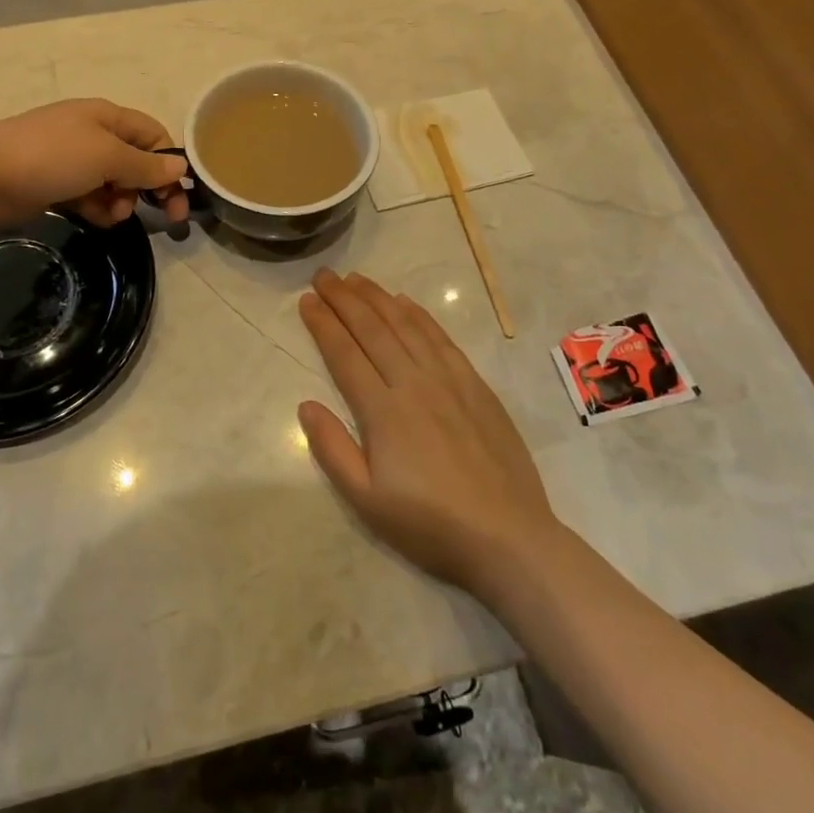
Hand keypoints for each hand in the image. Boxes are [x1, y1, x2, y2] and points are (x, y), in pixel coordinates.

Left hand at [0, 99, 189, 229]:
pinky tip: (97, 219)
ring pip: (113, 181)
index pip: (153, 135)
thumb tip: (180, 167)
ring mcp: (71, 158)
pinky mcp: (55, 183)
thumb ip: (146, 165)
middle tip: (163, 217)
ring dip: (122, 200)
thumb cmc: (51, 157)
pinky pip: (90, 195)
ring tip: (114, 215)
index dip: (169, 163)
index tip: (179, 197)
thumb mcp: (107, 157)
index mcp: (107, 116)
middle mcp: (92, 133)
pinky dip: (98, 207)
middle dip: (147, 186)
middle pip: (136, 160)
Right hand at [297, 270, 562, 596]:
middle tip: (324, 276)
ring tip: (356, 279)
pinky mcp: (475, 385)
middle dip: (344, 299)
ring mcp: (448, 380)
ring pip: (406, 326)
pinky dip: (419, 315)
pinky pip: (441, 338)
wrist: (507, 536)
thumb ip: (332, 449)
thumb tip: (305, 404)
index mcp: (383, 411)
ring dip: (378, 298)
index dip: (323, 324)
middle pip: (372, 330)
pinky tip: (404, 303)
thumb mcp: (367, 501)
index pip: (345, 354)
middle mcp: (413, 383)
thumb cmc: (430, 524)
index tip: (307, 300)